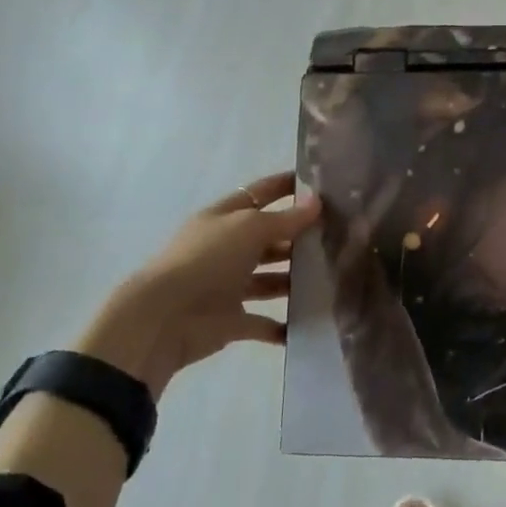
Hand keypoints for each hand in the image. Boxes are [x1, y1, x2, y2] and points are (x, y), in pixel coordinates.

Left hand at [81, 171, 321, 396]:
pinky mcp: (232, 320)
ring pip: (270, 279)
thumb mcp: (249, 228)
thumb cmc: (207, 260)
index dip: (286, 186)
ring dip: (295, 279)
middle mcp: (227, 249)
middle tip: (340, 236)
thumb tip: (316, 202)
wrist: (165, 318)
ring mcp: (228, 286)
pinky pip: (263, 322)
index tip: (321, 182)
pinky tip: (311, 321)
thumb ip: (285, 218)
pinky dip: (284, 325)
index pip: (260, 194)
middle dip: (299, 237)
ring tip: (333, 276)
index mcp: (225, 219)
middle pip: (268, 238)